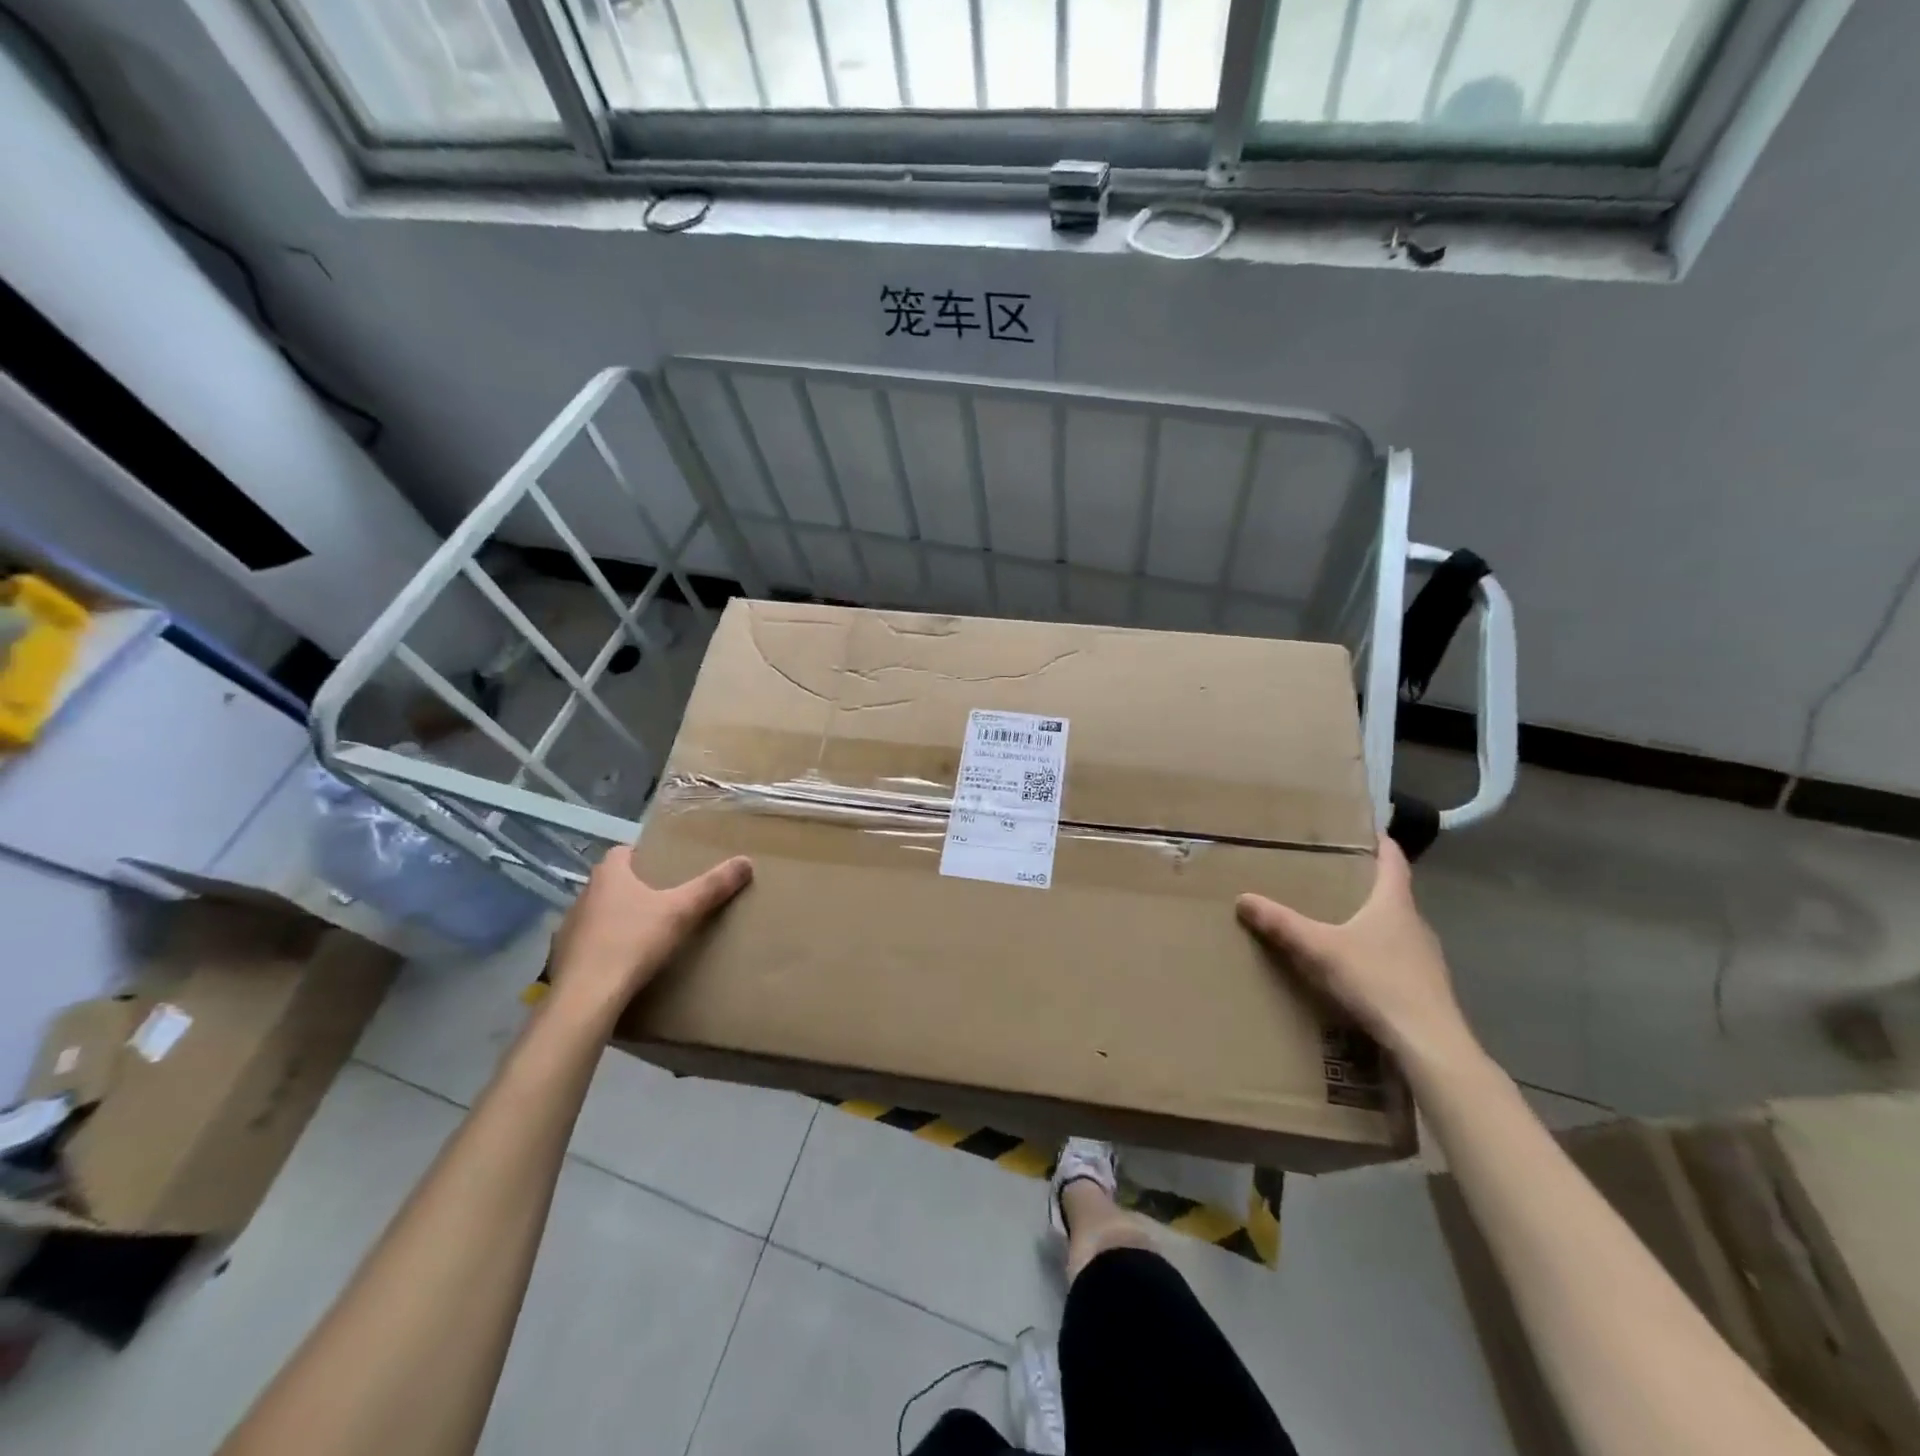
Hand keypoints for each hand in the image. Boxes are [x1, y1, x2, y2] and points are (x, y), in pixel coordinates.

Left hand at [545, 848, 752, 1027]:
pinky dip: (603, 948)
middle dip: (634, 888)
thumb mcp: (682, 912)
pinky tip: (622, 963)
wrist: (586, 997)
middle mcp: (584, 895)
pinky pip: (588, 944)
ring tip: (645, 933)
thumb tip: (746, 861)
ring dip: (616, 919)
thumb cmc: (633, 942)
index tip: (664, 867)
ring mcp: (569, 928)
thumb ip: (712, 886)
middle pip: (611, 883)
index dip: (642, 856)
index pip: (622, 853)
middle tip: (663, 900)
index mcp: (609, 875)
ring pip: (597, 914)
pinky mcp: (562, 959)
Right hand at [1236, 834, 1475, 1065]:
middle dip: (1366, 883)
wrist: (1429, 1044)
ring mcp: (1425, 958)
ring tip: (1339, 919)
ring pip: (1396, 927)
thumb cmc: (1377, 982)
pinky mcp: (1425, 987)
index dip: (1381, 843)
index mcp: (1394, 904)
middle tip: (1334, 875)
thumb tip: (1243, 898)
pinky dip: (1377, 952)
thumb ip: (1282, 924)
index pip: (1393, 861)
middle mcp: (1415, 924)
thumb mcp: (1320, 950)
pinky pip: (1397, 957)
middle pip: (1393, 894)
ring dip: (1372, 920)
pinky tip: (1357, 967)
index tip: (1366, 829)